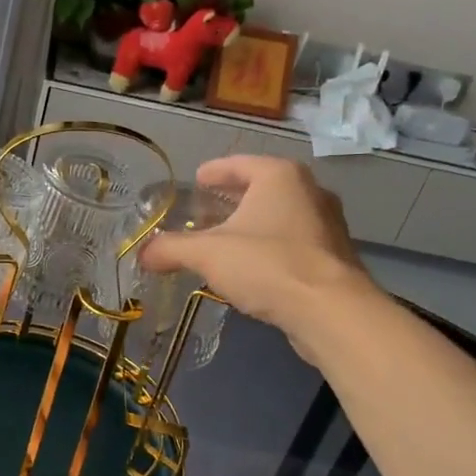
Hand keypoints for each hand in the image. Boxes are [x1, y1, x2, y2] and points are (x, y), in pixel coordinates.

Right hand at [138, 155, 379, 362]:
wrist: (331, 311)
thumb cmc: (268, 265)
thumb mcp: (207, 254)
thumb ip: (170, 249)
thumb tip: (142, 254)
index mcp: (279, 177)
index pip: (238, 164)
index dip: (213, 172)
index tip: (196, 180)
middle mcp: (308, 191)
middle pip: (261, 188)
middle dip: (231, 199)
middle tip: (204, 210)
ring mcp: (326, 223)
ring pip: (278, 215)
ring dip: (251, 224)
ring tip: (224, 240)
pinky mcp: (333, 256)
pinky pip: (292, 241)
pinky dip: (269, 246)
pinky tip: (251, 267)